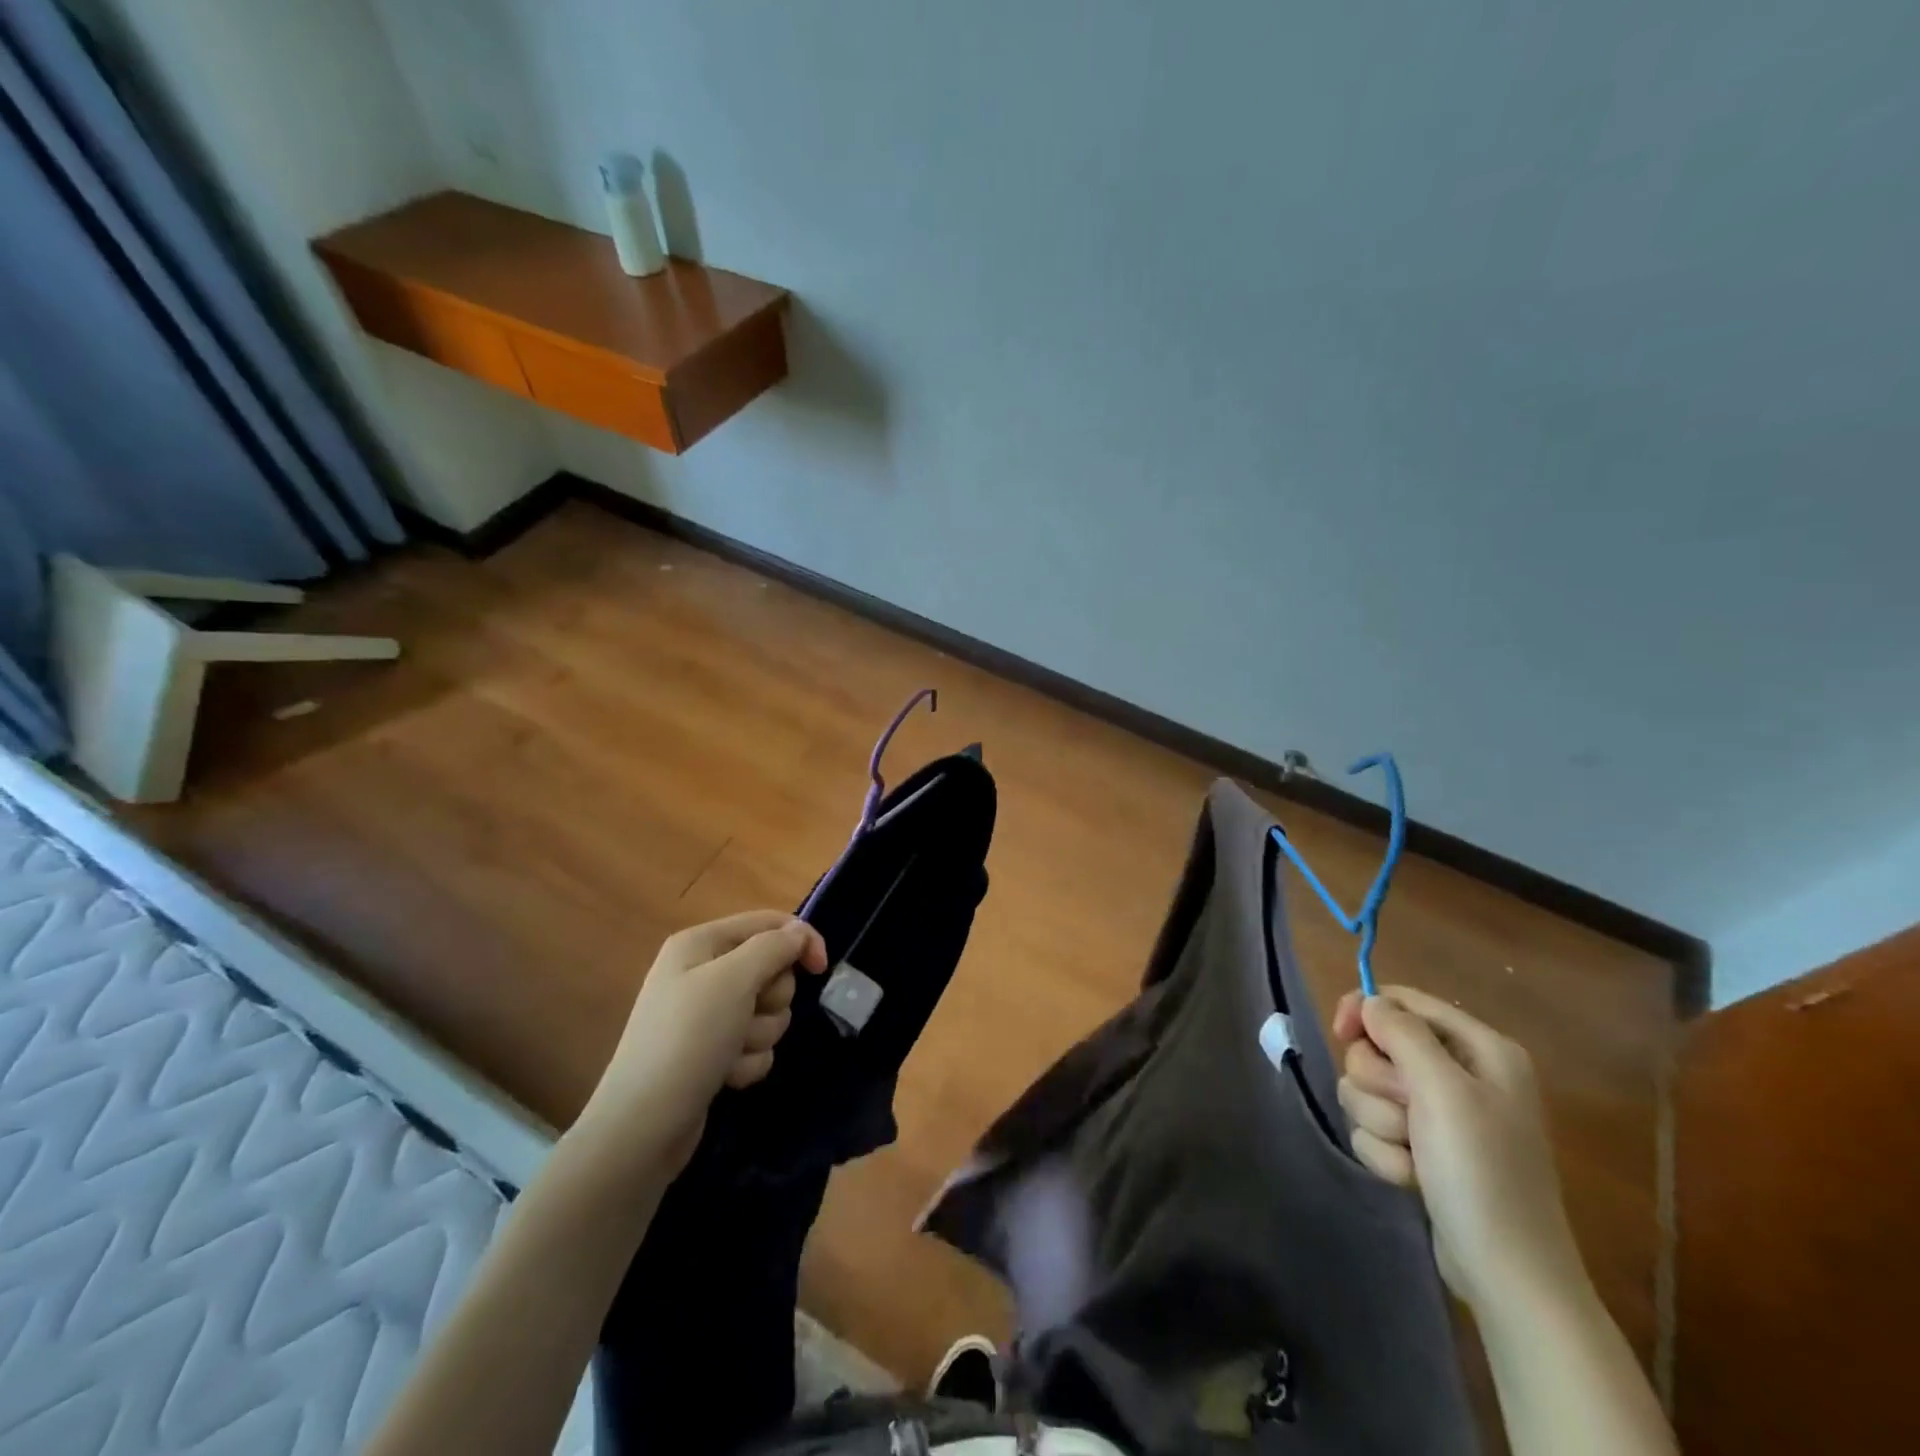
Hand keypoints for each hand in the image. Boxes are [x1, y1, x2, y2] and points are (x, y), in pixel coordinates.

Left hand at [573, 910, 827, 1178]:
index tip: (822, 969)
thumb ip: (773, 947)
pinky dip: (747, 1061)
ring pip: (768, 1011)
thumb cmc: (688, 1039)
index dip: (800, 940)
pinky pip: (755, 1044)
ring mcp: (707, 1015)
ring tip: (730, 1054)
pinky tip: (724, 1077)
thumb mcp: (733, 980)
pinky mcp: (713, 1051)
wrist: (643, 1127)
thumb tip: (799, 933)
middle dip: (771, 999)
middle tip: (748, 1015)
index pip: (768, 922)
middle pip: (771, 969)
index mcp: (701, 943)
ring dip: (759, 1035)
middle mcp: (703, 972)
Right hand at [1332, 985, 1583, 1314]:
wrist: (1507, 1274)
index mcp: (1480, 1049)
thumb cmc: (1481, 1172)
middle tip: (1406, 1114)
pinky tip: (1411, 1177)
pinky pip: (1374, 1126)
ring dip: (1379, 1122)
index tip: (1340, 1032)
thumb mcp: (1443, 1091)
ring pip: (1368, 1089)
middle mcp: (1461, 1074)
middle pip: (1378, 1047)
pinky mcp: (1422, 1147)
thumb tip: (1370, 1001)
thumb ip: (1402, 1034)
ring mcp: (1441, 1114)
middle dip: (1378, 1083)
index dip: (1365, 1010)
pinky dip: (1384, 1152)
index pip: (1403, 1000)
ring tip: (1411, 1154)